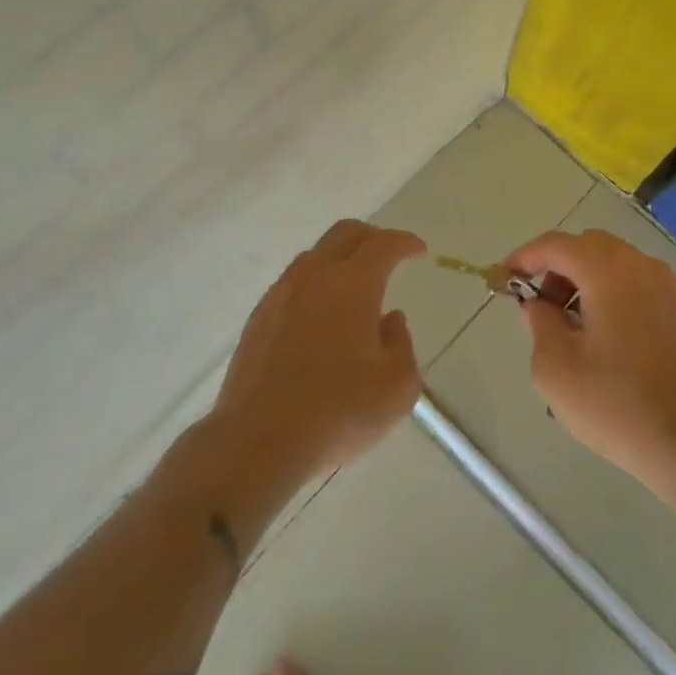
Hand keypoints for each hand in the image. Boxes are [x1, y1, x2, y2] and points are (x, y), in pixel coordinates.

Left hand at [212, 219, 425, 483]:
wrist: (258, 440)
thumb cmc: (338, 412)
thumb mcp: (397, 387)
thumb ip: (401, 345)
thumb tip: (390, 321)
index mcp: (353, 284)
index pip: (383, 245)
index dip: (405, 242)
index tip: (418, 251)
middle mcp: (314, 277)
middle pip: (344, 234)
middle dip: (372, 237)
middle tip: (389, 255)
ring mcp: (280, 295)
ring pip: (313, 256)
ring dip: (339, 259)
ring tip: (353, 287)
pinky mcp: (257, 319)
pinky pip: (292, 284)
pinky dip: (314, 285)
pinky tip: (319, 317)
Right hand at [506, 228, 675, 498]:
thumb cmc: (616, 404)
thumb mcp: (555, 367)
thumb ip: (539, 323)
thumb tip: (540, 305)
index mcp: (608, 271)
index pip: (555, 244)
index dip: (523, 257)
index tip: (501, 279)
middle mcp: (640, 267)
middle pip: (586, 246)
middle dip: (555, 267)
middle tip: (537, 305)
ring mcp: (665, 288)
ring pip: (612, 263)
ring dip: (582, 280)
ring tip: (566, 327)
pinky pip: (633, 284)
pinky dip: (607, 293)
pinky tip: (599, 337)